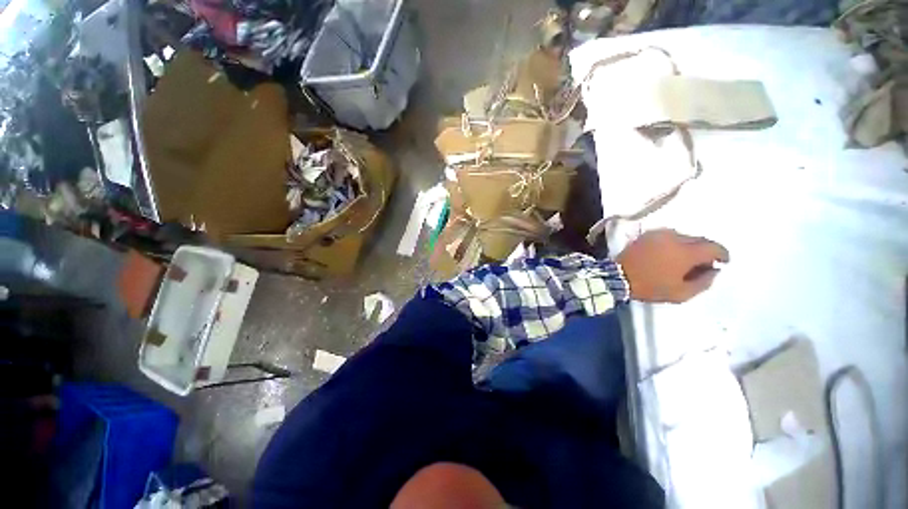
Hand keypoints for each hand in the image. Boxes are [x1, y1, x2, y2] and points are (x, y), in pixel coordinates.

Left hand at [616, 229, 729, 302]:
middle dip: (705, 251)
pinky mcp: (646, 235)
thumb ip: (704, 282)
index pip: (713, 247)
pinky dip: (674, 243)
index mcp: (686, 252)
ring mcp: (659, 234)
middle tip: (702, 264)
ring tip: (683, 260)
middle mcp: (675, 238)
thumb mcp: (681, 293)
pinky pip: (668, 236)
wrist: (618, 277)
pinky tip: (669, 254)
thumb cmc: (650, 287)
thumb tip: (714, 270)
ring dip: (688, 246)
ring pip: (683, 237)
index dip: (722, 254)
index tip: (723, 262)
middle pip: (699, 240)